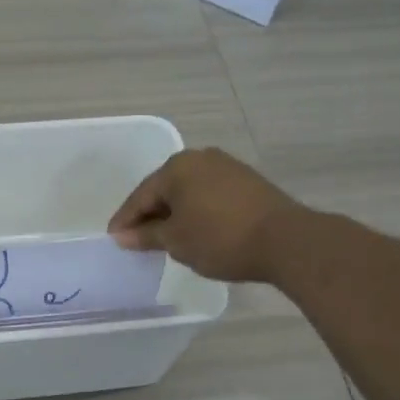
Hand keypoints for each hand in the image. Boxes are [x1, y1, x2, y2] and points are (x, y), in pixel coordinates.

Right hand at [107, 148, 303, 283]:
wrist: (286, 241)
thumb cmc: (220, 238)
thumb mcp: (176, 241)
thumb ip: (146, 235)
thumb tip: (122, 235)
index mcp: (177, 167)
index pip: (141, 196)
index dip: (126, 220)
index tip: (114, 240)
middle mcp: (200, 158)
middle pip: (164, 189)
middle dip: (150, 215)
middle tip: (137, 240)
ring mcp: (227, 167)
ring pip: (188, 192)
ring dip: (175, 213)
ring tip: (166, 239)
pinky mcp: (247, 181)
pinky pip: (209, 195)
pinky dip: (197, 211)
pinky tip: (195, 230)